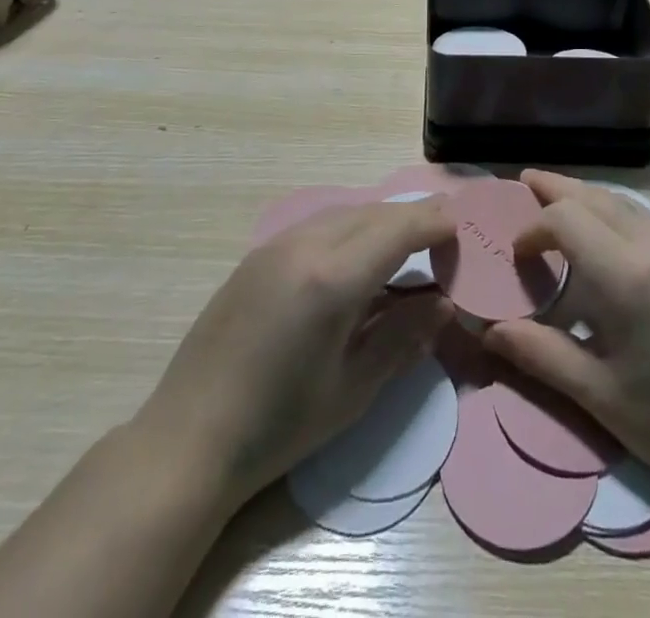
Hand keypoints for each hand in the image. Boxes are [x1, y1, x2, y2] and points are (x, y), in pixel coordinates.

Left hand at [131, 200, 455, 515]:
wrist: (188, 438)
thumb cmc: (279, 425)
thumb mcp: (353, 390)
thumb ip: (404, 338)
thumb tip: (443, 302)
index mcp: (333, 278)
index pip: (400, 228)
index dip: (435, 223)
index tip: (461, 232)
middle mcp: (306, 245)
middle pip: (374, 212)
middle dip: (413, 218)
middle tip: (442, 238)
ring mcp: (277, 245)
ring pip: (345, 212)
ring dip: (381, 220)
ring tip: (404, 245)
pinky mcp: (258, 255)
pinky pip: (318, 224)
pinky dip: (350, 227)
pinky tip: (354, 257)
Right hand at [483, 171, 649, 505]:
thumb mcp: (597, 393)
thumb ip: (540, 353)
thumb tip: (489, 331)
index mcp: (626, 274)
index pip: (565, 218)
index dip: (533, 227)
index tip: (516, 255)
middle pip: (593, 196)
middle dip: (556, 188)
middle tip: (524, 183)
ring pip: (620, 201)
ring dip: (584, 195)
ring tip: (554, 196)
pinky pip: (641, 216)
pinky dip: (610, 209)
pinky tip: (600, 230)